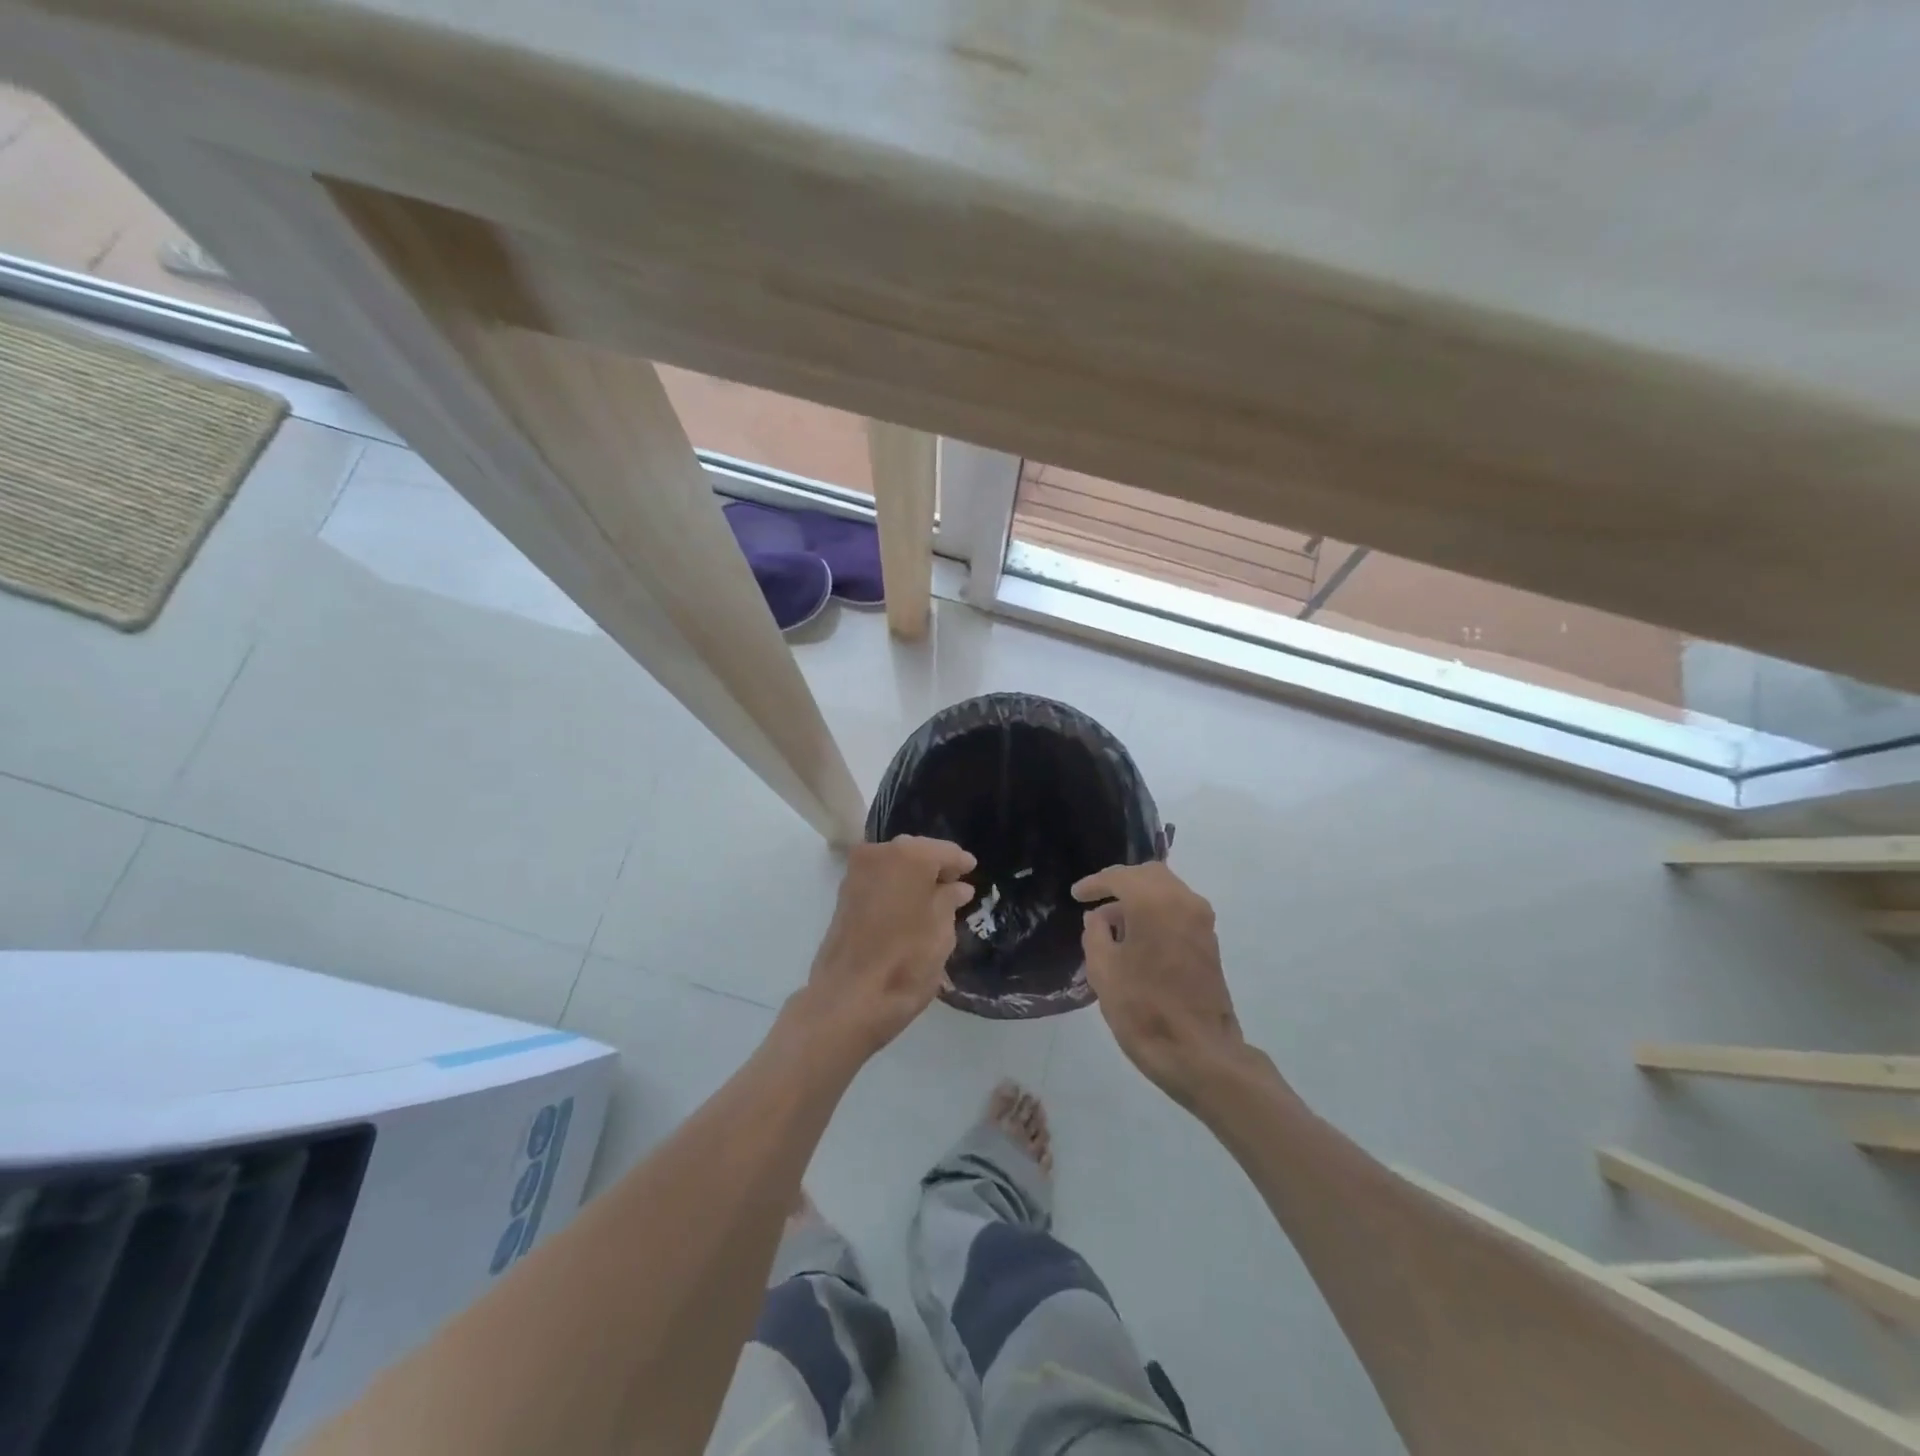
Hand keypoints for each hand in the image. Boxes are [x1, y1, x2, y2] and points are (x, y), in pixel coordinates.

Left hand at [799, 836, 975, 1056]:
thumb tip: (957, 887)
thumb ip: (950, 900)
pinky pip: (879, 879)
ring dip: (913, 877)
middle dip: (936, 867)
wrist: (848, 999)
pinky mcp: (844, 893)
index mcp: (910, 855)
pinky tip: (909, 906)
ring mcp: (857, 871)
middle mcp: (880, 852)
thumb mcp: (942, 931)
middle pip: (917, 852)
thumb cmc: (906, 961)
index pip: (946, 851)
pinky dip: (895, 887)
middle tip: (956, 887)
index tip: (974, 872)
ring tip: (934, 900)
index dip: (962, 863)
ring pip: (895, 864)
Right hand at [1074, 861, 1248, 1107]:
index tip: (1075, 895)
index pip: (1119, 877)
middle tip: (1095, 900)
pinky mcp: (1209, 941)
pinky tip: (1136, 936)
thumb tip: (1098, 918)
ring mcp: (1201, 921)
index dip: (1094, 884)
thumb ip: (1095, 934)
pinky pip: (1178, 909)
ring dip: (1139, 898)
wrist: (1200, 1054)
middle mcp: (1183, 901)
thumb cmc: (1144, 1010)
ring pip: (1166, 890)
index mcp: (1154, 902)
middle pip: (1148, 875)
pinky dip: (1156, 911)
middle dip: (1120, 883)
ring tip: (1112, 924)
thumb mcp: (1103, 971)